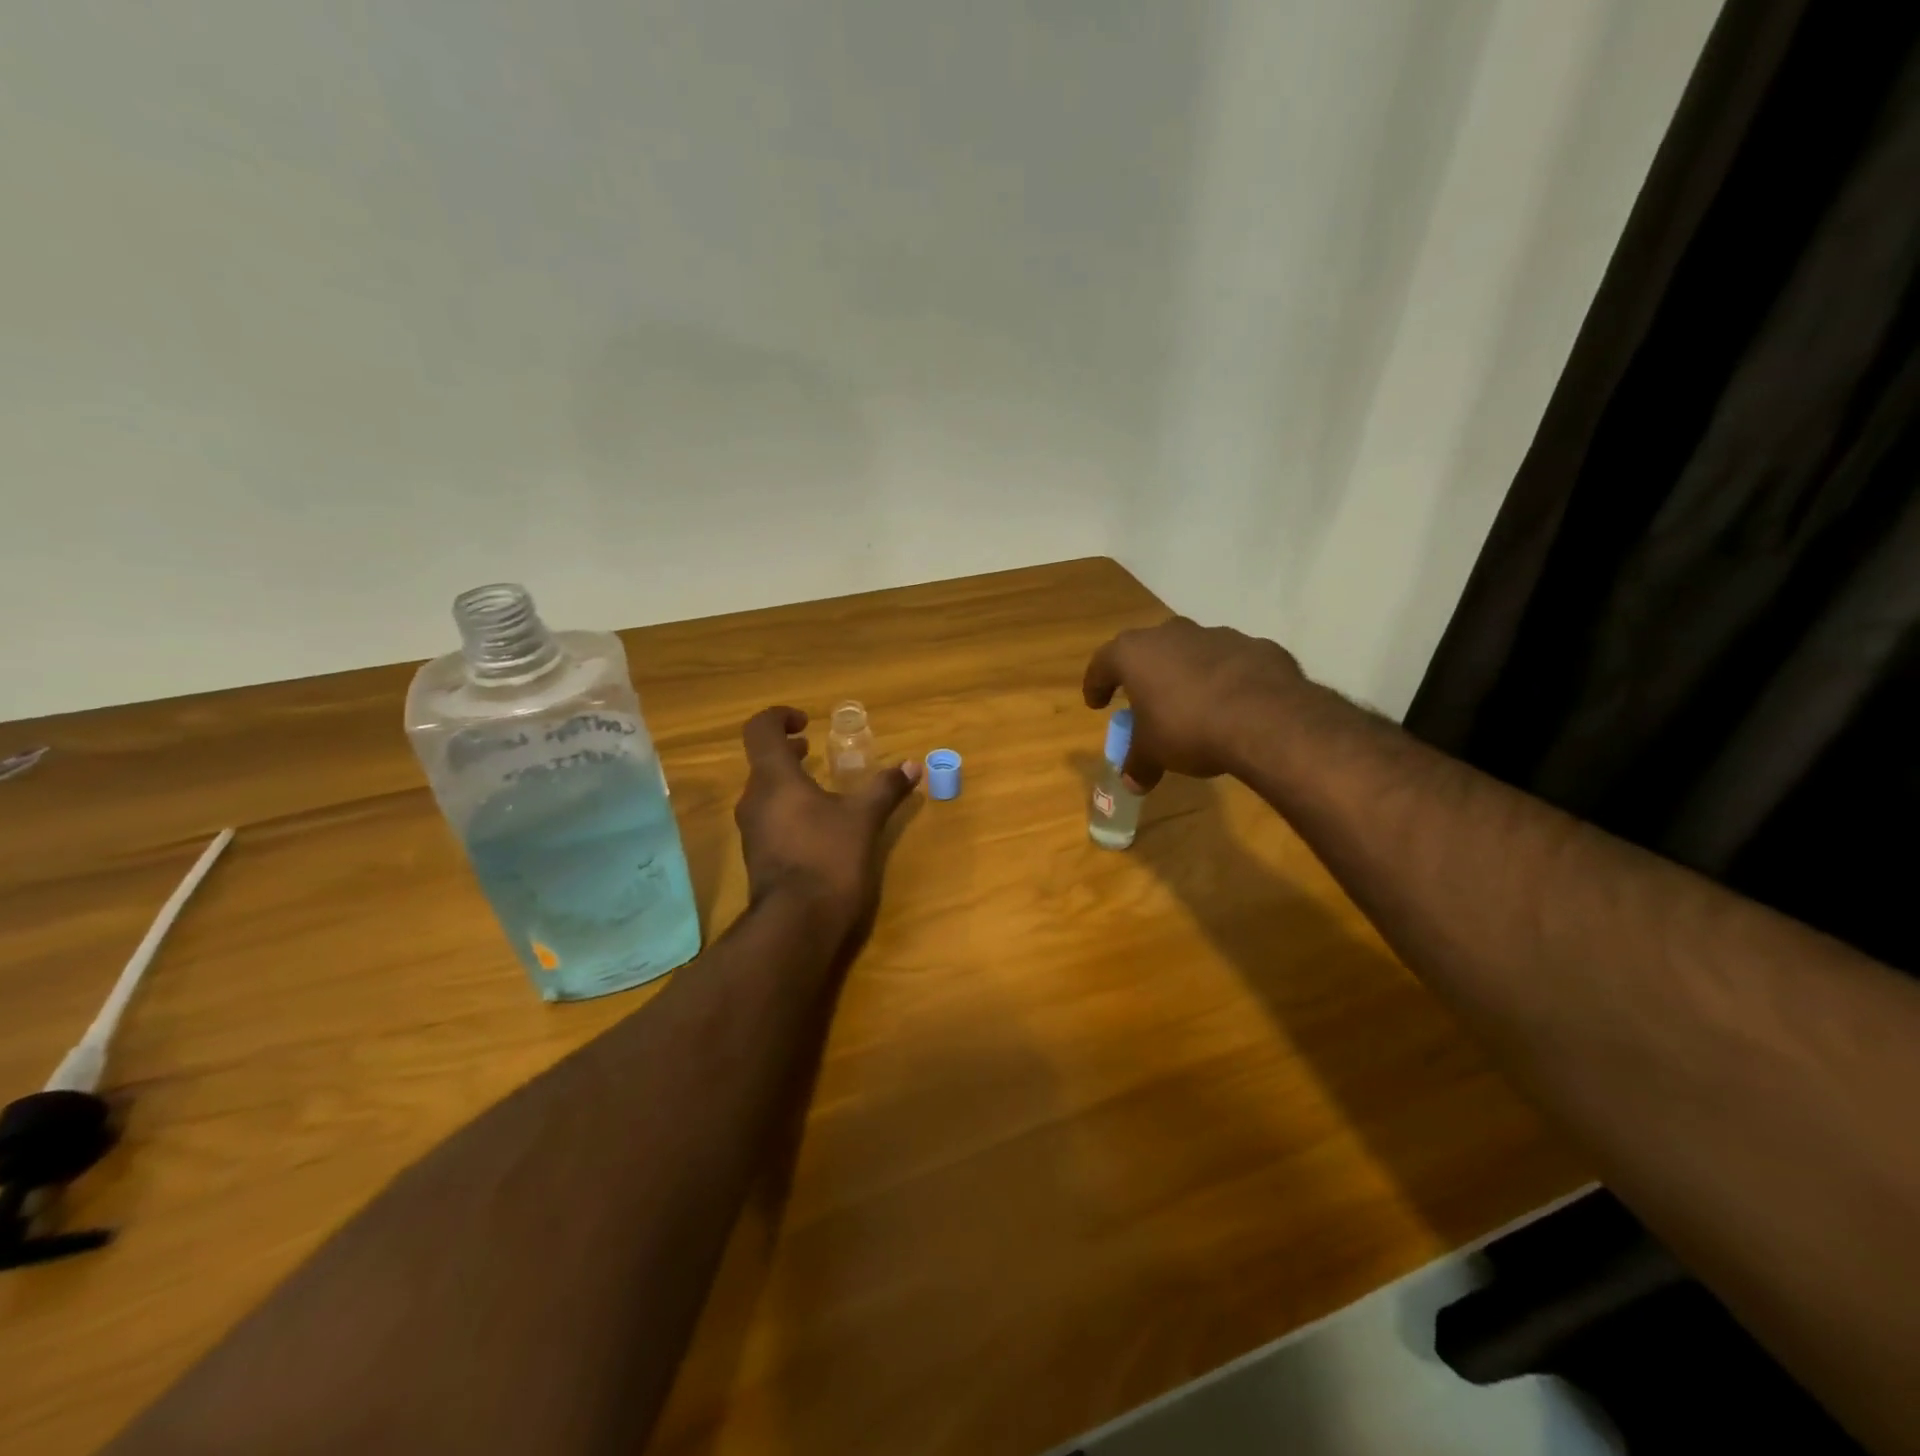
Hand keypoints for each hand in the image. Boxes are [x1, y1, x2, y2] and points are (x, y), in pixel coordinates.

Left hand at [734, 706, 921, 950]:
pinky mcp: (758, 856)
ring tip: (820, 788)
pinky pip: (769, 819)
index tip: (805, 722)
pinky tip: (817, 826)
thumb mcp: (863, 819)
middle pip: (762, 762)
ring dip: (788, 782)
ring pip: (765, 792)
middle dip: (788, 752)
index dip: (779, 718)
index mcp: (774, 779)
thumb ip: (885, 788)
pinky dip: (788, 809)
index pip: (760, 730)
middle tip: (814, 751)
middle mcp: (754, 800)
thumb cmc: (828, 857)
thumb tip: (913, 766)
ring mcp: (752, 831)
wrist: (797, 923)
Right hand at [1082, 617, 1303, 790]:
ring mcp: (1218, 635)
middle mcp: (1173, 634)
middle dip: (1145, 674)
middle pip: (1149, 650)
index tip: (1096, 703)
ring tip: (1193, 705)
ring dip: (1188, 674)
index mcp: (1135, 653)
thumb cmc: (1189, 729)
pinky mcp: (1257, 647)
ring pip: (1193, 652)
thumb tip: (1131, 783)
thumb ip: (1139, 764)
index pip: (1103, 663)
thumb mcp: (1154, 754)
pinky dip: (1227, 681)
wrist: (1267, 719)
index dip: (1096, 684)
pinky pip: (1231, 664)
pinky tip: (1234, 706)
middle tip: (1145, 700)